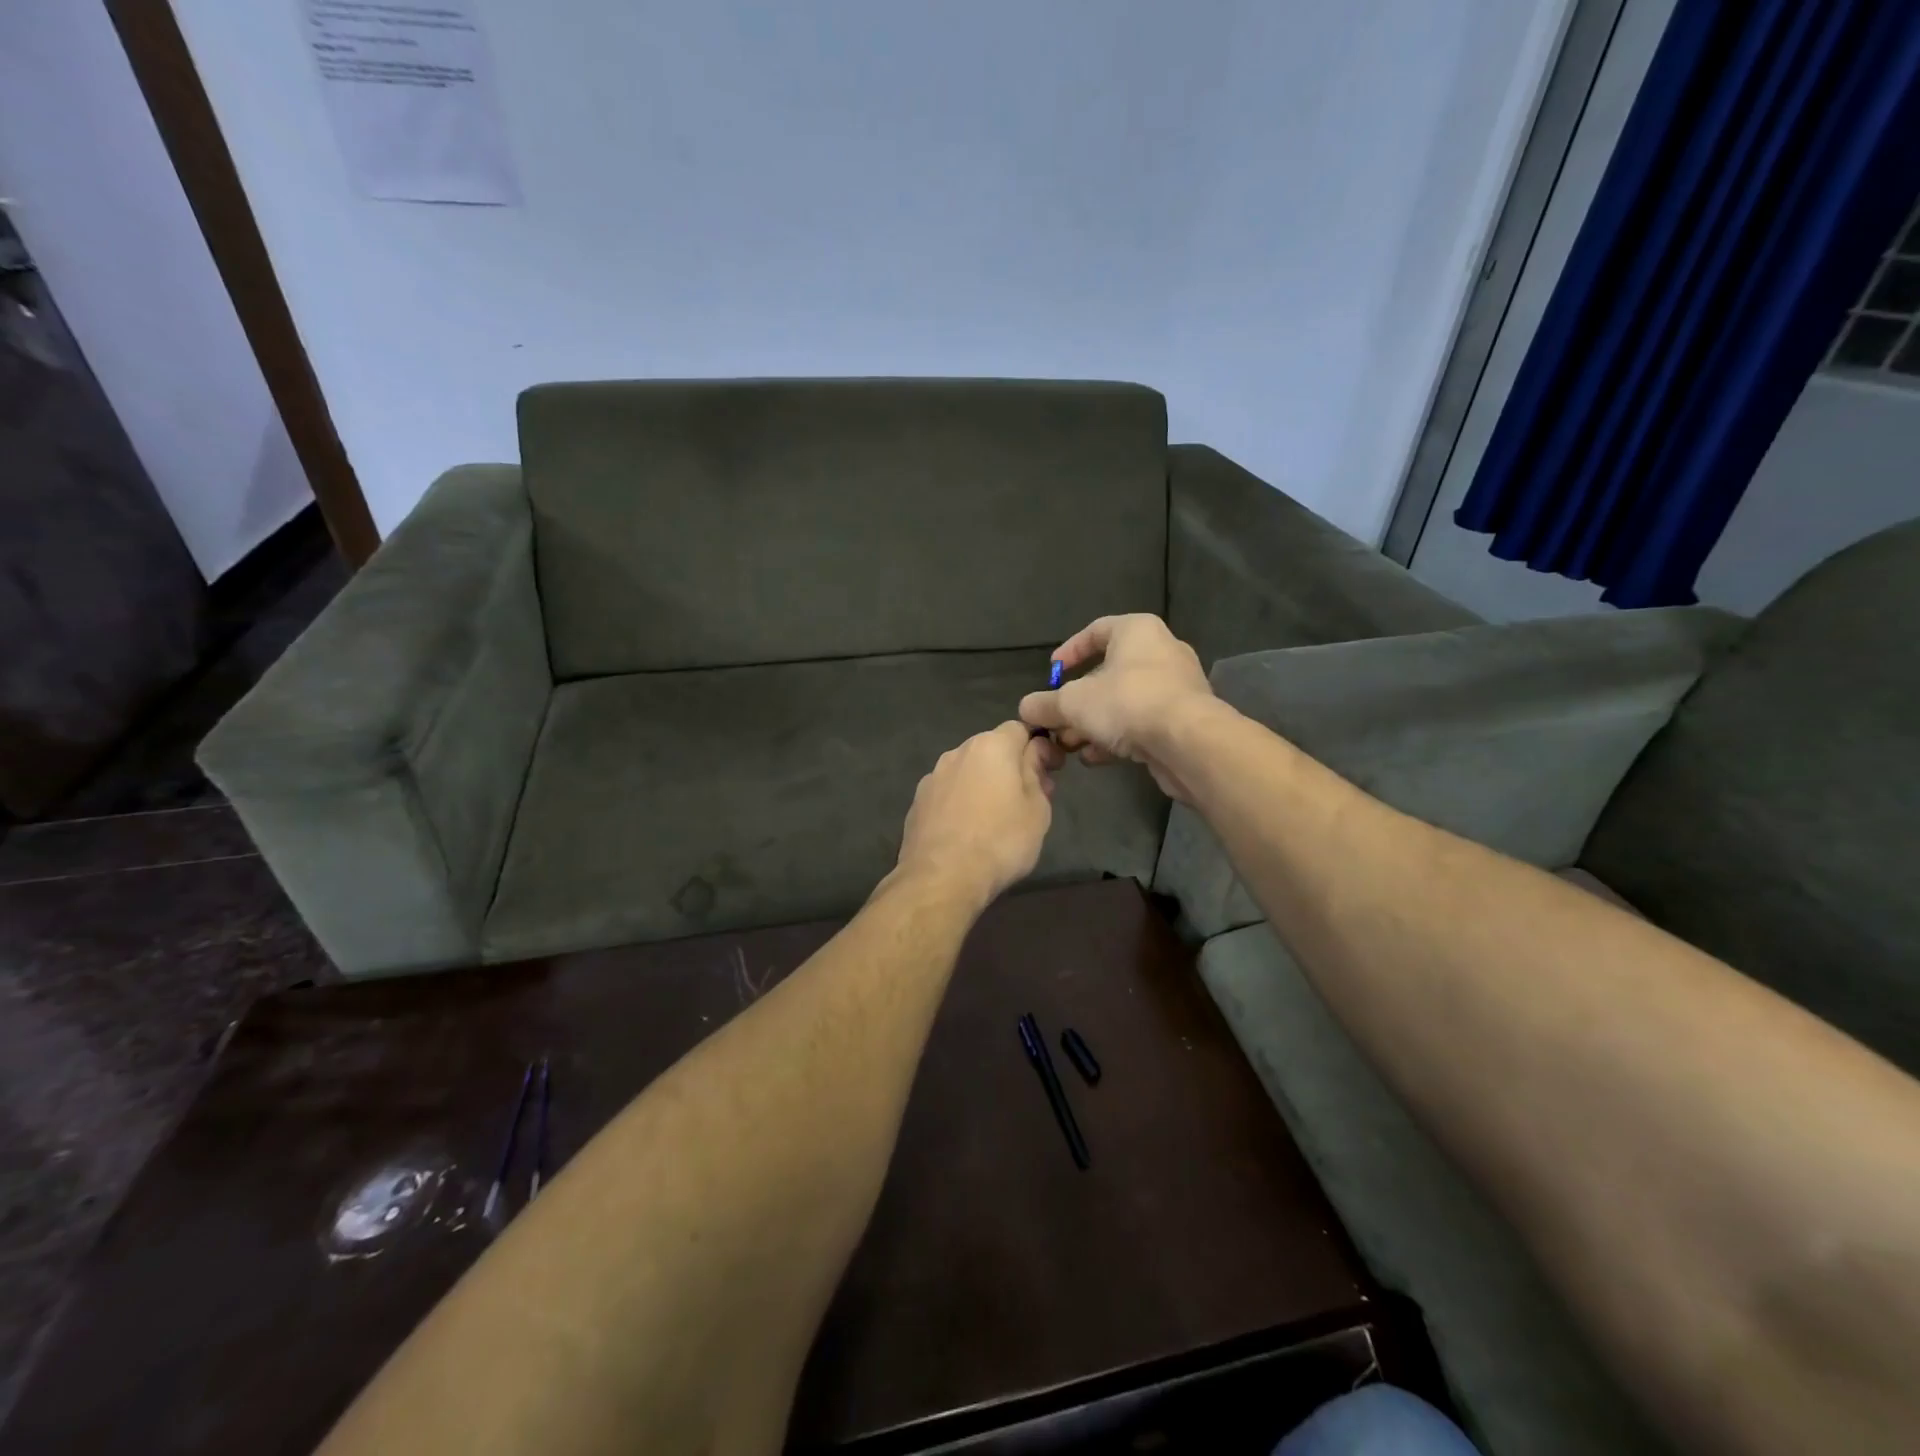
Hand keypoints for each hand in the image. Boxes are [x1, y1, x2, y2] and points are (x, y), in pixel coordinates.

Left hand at [892, 722, 1061, 904]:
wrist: (941, 878)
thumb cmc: (1000, 841)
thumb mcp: (1037, 809)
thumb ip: (1036, 771)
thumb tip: (1036, 752)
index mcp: (991, 746)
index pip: (1021, 728)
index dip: (1040, 746)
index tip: (1051, 771)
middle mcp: (958, 752)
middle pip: (992, 748)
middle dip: (1011, 765)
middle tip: (1029, 797)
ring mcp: (933, 777)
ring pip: (967, 770)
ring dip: (984, 783)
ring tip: (996, 817)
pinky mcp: (917, 802)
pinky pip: (948, 792)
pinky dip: (961, 801)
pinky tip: (967, 829)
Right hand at [1018, 614, 1213, 801]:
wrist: (1188, 741)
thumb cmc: (1127, 702)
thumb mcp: (1072, 703)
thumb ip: (1045, 704)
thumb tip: (1026, 709)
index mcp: (1136, 632)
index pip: (1096, 630)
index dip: (1069, 651)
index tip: (1052, 673)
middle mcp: (1160, 652)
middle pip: (1108, 673)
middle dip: (1077, 701)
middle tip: (1056, 721)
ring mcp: (1175, 687)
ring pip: (1123, 702)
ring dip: (1093, 724)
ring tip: (1069, 745)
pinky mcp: (1183, 720)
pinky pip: (1141, 722)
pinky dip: (1116, 737)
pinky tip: (1094, 758)